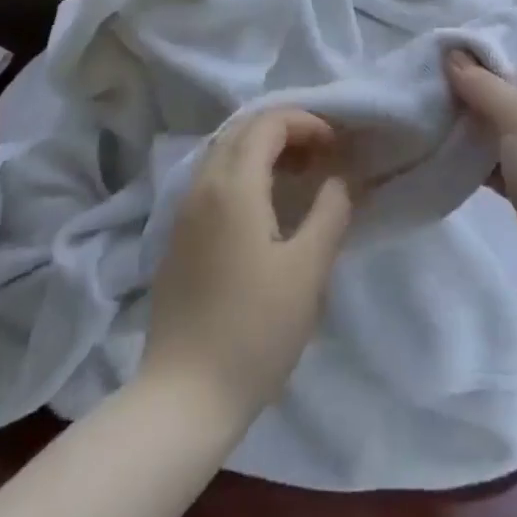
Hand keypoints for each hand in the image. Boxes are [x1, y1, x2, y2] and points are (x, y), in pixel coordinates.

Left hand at [140, 109, 353, 428]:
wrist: (185, 395)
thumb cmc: (254, 330)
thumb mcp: (308, 271)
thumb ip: (330, 213)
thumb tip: (339, 179)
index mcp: (233, 186)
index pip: (267, 123)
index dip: (305, 122)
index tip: (335, 146)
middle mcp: (202, 186)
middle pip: (242, 131)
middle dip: (285, 131)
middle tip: (321, 155)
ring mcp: (183, 212)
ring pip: (223, 154)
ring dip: (262, 151)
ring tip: (299, 177)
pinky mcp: (177, 237)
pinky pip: (211, 180)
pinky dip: (243, 173)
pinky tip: (264, 207)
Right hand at [447, 39, 516, 330]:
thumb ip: (484, 85)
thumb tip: (452, 55)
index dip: (494, 35)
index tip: (449, 36)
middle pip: (510, 82)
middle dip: (471, 76)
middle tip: (426, 69)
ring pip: (498, 121)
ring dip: (467, 115)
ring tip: (423, 102)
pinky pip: (494, 158)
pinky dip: (470, 152)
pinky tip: (436, 145)